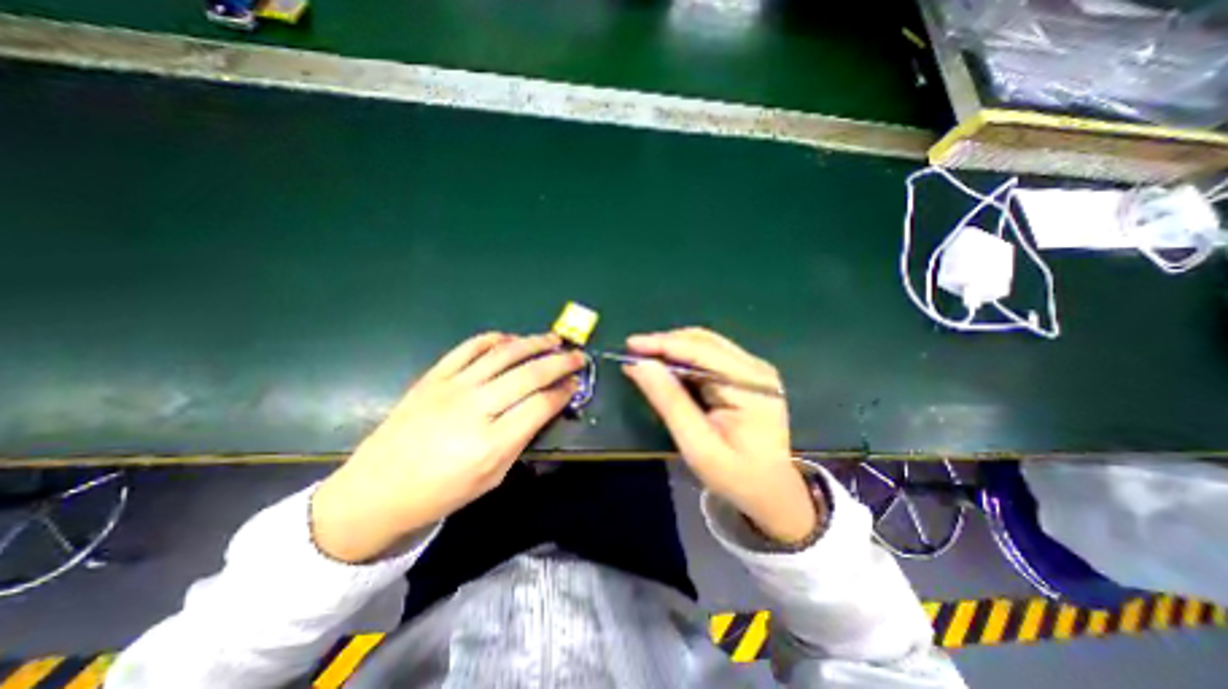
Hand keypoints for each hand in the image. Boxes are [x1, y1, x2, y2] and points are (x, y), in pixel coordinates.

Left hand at [313, 332, 587, 560]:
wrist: (376, 490)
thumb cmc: (440, 492)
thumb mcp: (492, 477)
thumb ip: (521, 438)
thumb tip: (544, 407)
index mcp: (491, 443)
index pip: (540, 405)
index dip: (563, 391)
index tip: (576, 383)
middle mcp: (475, 409)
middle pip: (529, 374)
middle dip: (560, 362)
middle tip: (578, 356)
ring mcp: (452, 388)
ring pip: (503, 354)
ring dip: (534, 343)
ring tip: (554, 339)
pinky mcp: (434, 377)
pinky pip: (469, 348)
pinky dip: (494, 339)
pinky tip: (511, 339)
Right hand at [628, 325, 818, 542]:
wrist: (771, 492)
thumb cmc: (735, 476)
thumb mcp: (697, 444)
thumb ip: (669, 401)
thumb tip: (640, 365)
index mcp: (750, 386)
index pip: (701, 351)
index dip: (663, 344)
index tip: (630, 344)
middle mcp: (755, 369)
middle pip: (704, 342)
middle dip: (666, 344)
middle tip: (634, 354)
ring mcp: (753, 370)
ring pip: (705, 345)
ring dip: (674, 349)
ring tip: (646, 359)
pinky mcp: (747, 376)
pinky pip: (710, 357)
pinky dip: (685, 359)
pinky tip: (668, 369)